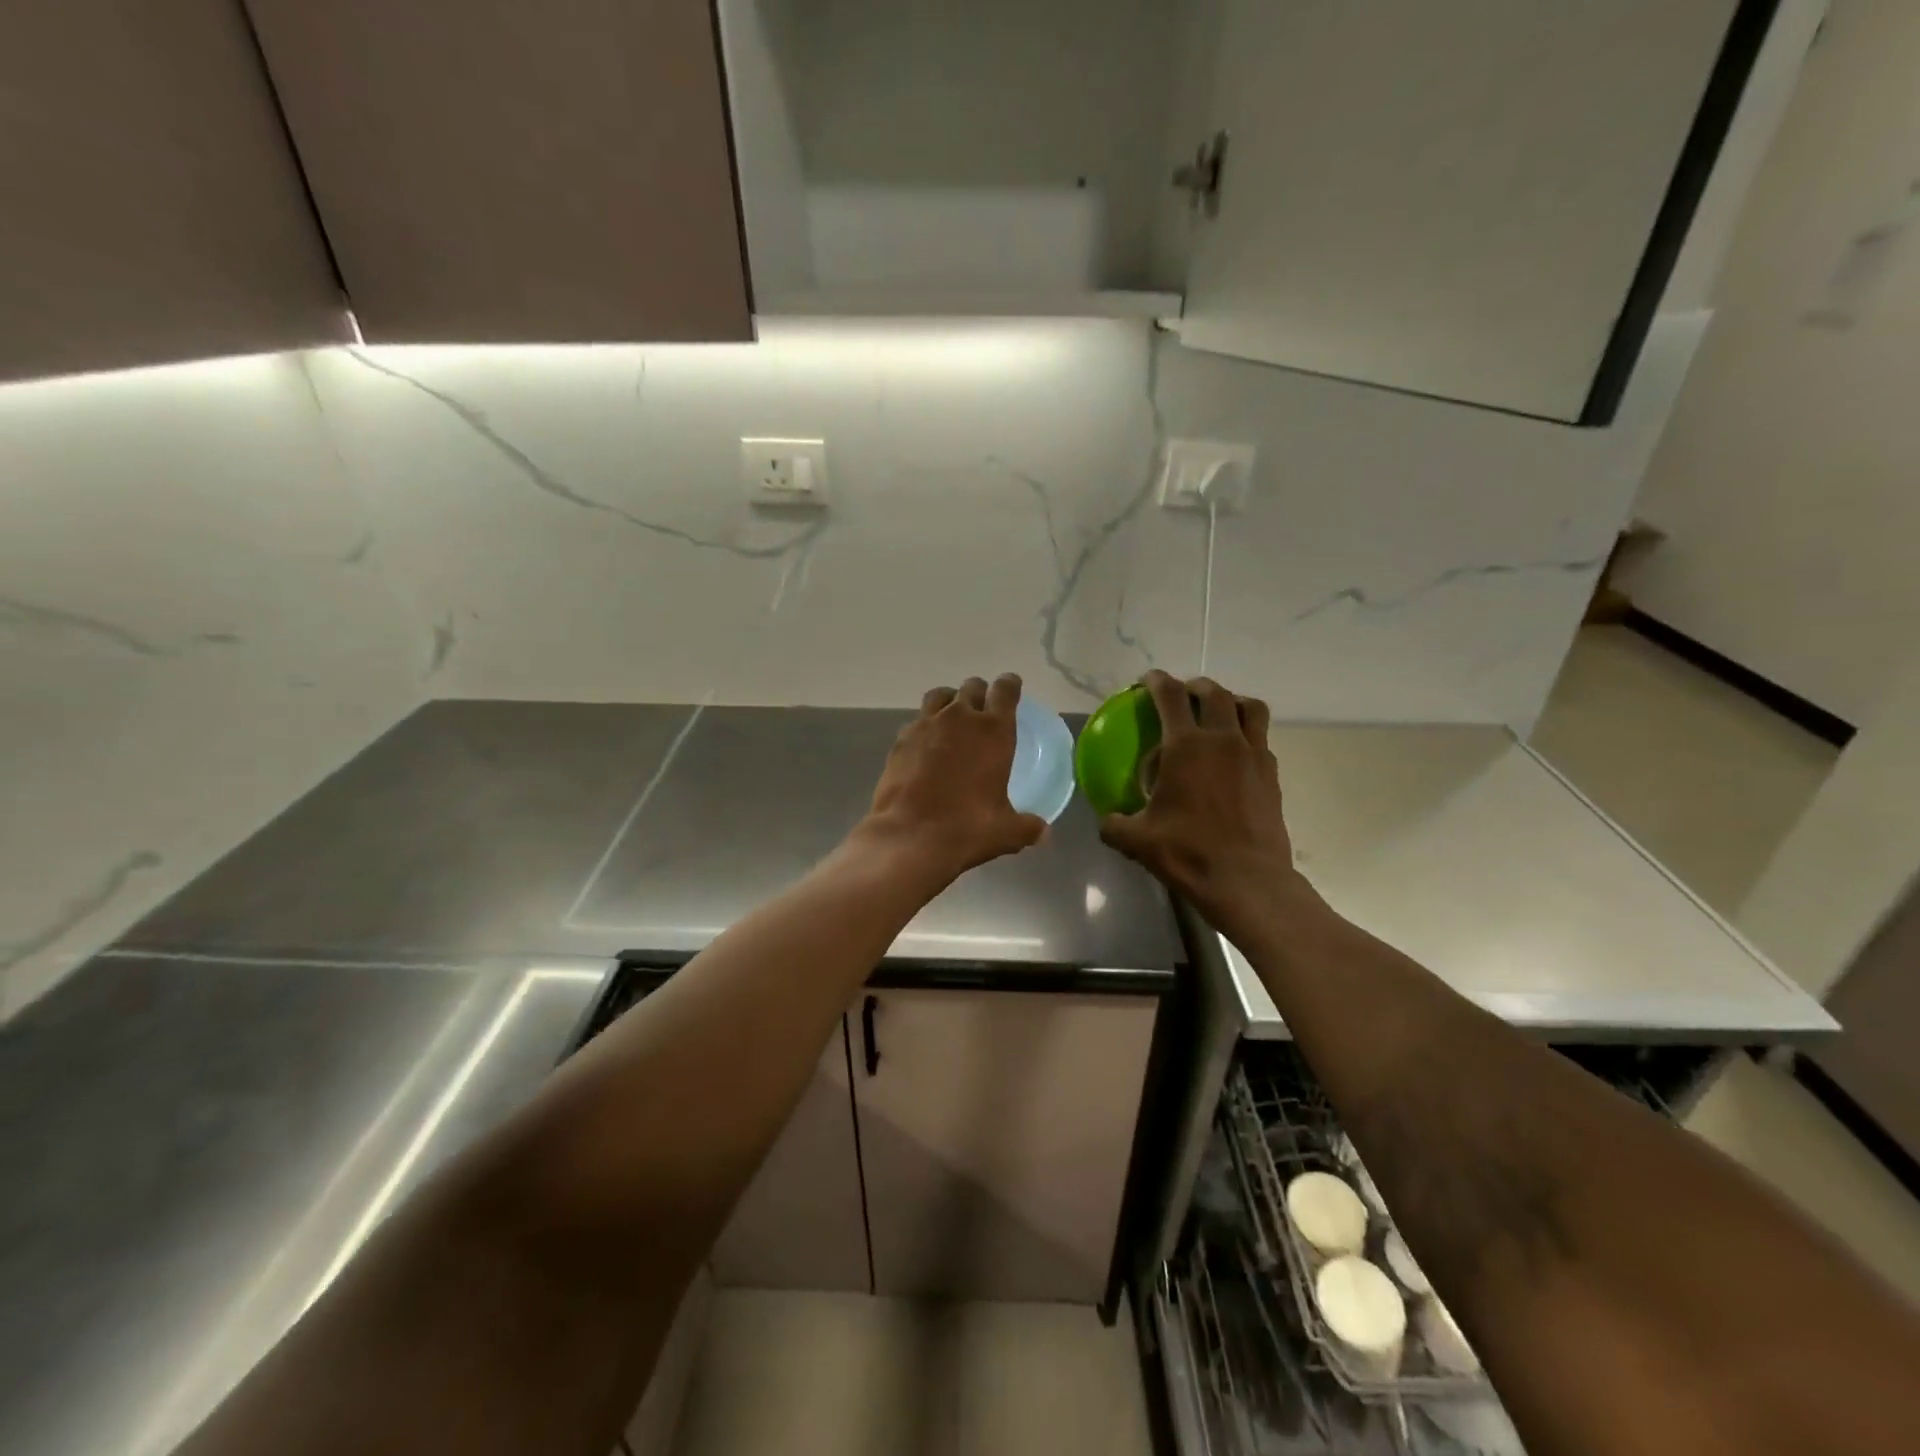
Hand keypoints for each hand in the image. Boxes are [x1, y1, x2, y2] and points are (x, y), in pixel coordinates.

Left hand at [859, 674, 1048, 884]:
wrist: (910, 837)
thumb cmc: (967, 828)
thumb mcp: (1006, 832)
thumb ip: (1027, 827)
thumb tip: (1044, 834)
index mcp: (993, 731)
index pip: (1005, 690)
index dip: (1010, 685)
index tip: (1011, 686)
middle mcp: (960, 718)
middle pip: (972, 687)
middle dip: (980, 693)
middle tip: (982, 708)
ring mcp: (926, 725)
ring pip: (940, 695)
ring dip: (950, 700)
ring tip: (952, 717)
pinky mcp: (901, 740)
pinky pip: (916, 721)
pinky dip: (925, 726)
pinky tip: (926, 745)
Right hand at [1098, 671, 1301, 940]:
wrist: (1247, 880)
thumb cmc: (1188, 853)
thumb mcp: (1137, 840)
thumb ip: (1114, 824)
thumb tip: (1106, 820)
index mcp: (1187, 747)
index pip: (1171, 696)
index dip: (1157, 682)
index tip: (1147, 680)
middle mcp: (1224, 740)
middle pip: (1215, 693)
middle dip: (1195, 686)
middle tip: (1182, 694)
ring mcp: (1254, 755)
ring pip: (1250, 708)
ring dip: (1232, 701)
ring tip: (1219, 713)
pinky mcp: (1272, 775)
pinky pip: (1261, 739)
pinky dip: (1247, 734)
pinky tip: (1234, 755)